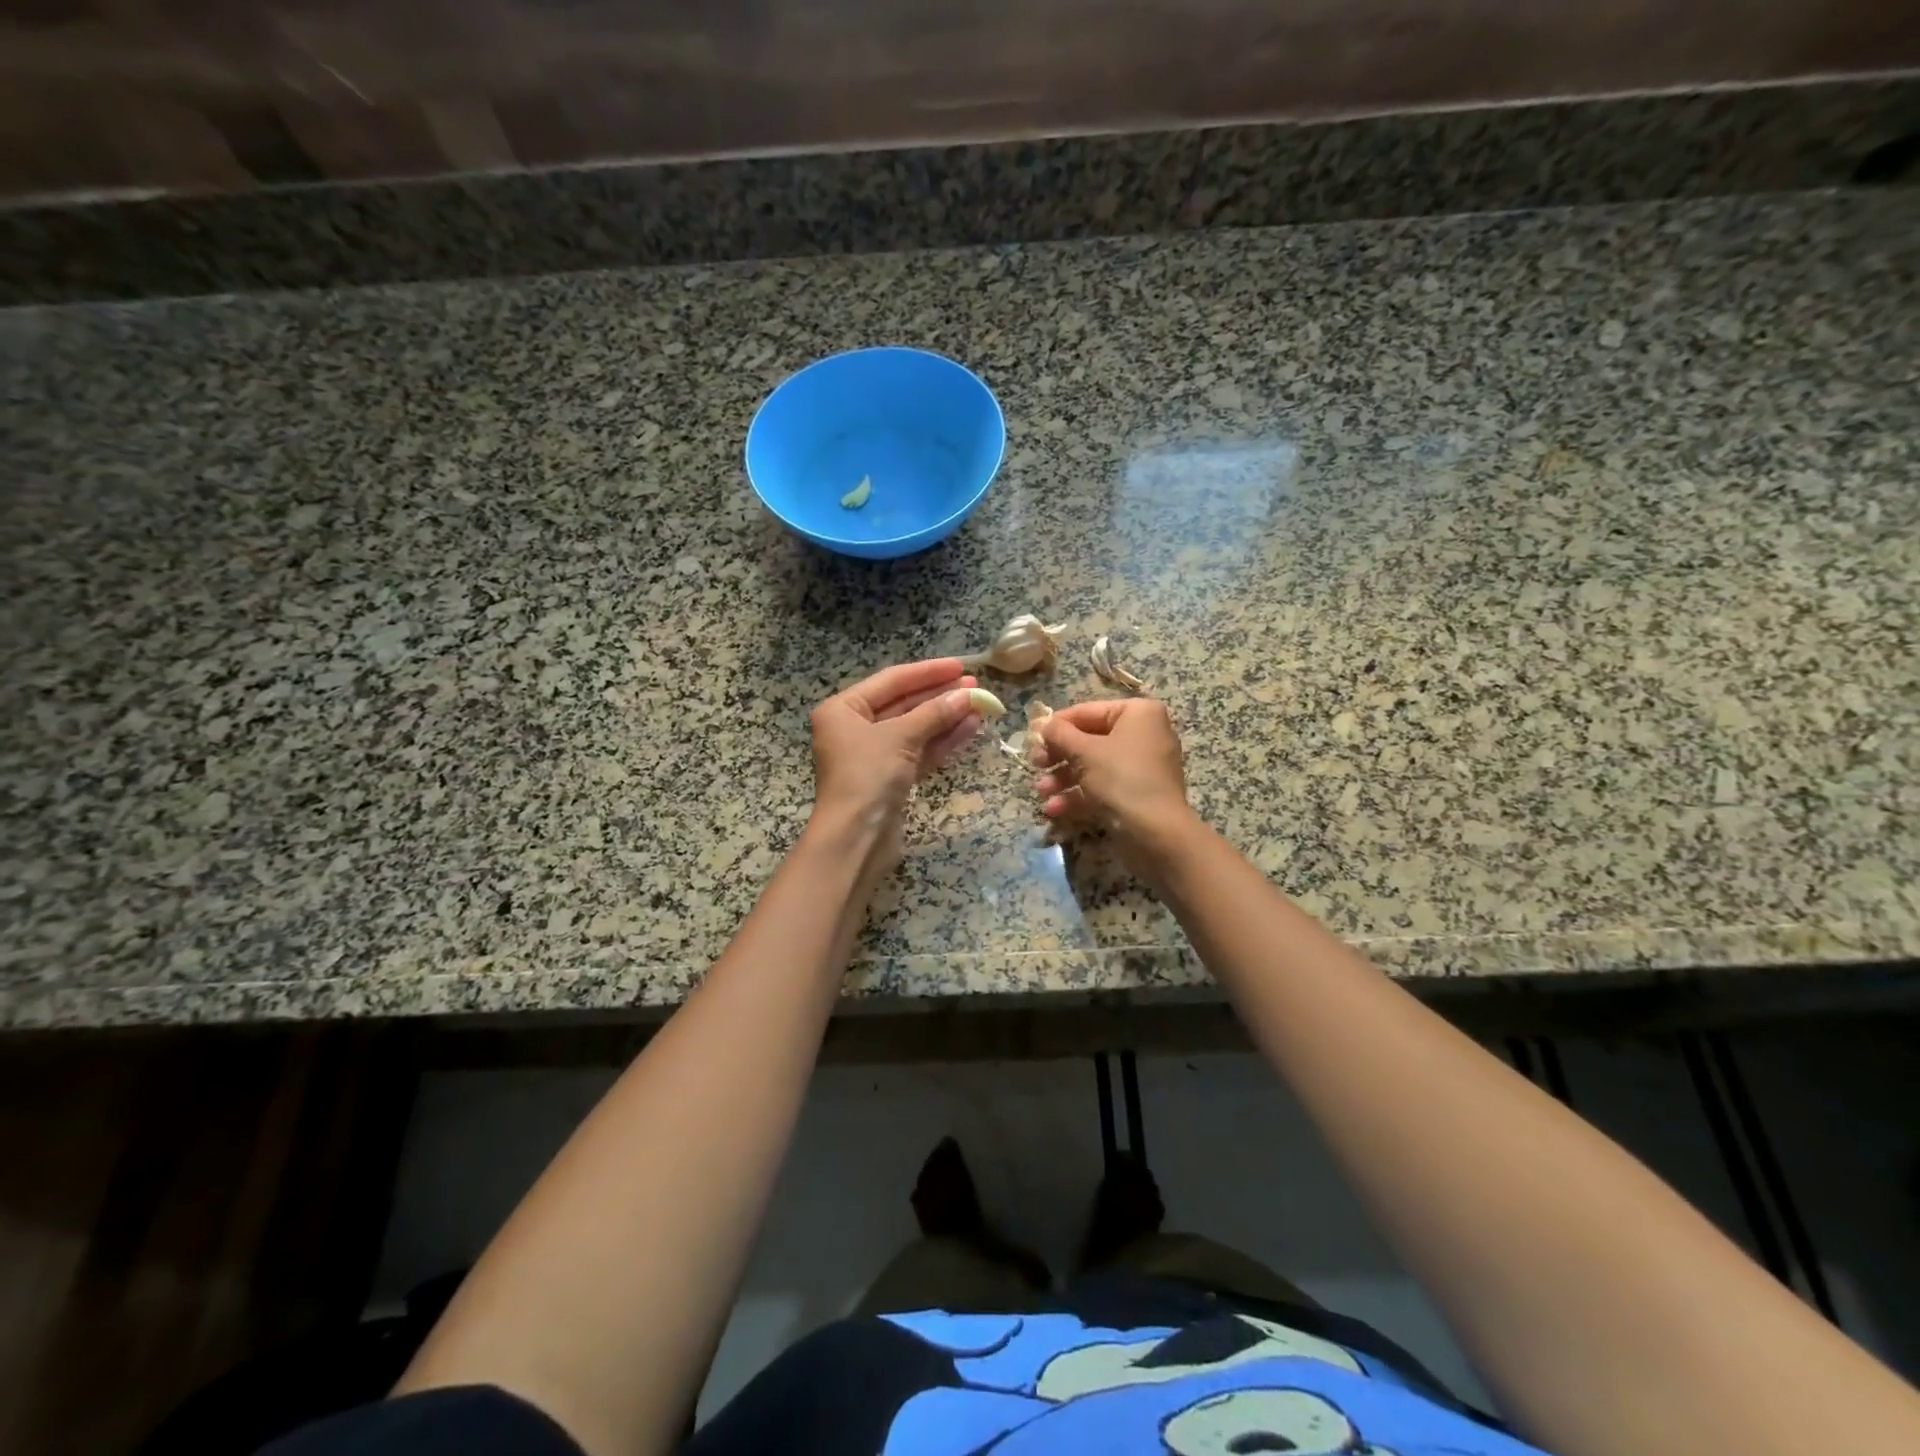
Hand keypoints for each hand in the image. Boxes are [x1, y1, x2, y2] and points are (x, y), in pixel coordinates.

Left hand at [808, 658, 983, 855]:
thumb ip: (934, 713)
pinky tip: (969, 728)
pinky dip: (942, 741)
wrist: (856, 839)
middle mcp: (854, 729)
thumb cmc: (867, 777)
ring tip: (979, 705)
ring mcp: (873, 756)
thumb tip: (968, 694)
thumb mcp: (900, 737)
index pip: (891, 680)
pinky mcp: (890, 779)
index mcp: (843, 710)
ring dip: (946, 718)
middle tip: (975, 686)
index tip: (960, 666)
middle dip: (939, 696)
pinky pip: (919, 752)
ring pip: (915, 729)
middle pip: (904, 704)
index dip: (927, 672)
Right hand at [1033, 698, 1195, 861]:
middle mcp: (1143, 735)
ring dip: (1062, 778)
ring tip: (1041, 792)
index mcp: (1138, 714)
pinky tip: (1054, 808)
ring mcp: (1141, 767)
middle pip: (1089, 740)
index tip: (1031, 737)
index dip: (1056, 725)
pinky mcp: (1137, 794)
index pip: (1087, 712)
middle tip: (1035, 764)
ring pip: (1093, 766)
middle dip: (1058, 756)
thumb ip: (1058, 733)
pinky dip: (1078, 795)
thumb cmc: (1121, 779)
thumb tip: (1041, 722)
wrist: (1157, 834)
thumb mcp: (1083, 752)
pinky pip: (1103, 787)